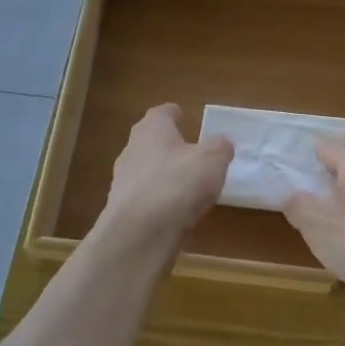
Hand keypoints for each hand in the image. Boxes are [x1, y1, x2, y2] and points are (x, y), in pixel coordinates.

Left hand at [101, 104, 231, 238]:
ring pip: (146, 170)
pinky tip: (175, 212)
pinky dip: (159, 201)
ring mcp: (123, 180)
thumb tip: (222, 143)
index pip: (161, 113)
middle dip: (168, 145)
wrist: (140, 232)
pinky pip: (145, 198)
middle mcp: (132, 149)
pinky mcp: (122, 209)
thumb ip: (220, 148)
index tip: (182, 116)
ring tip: (186, 186)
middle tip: (189, 152)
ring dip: (163, 175)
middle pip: (150, 141)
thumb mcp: (213, 160)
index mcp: (152, 129)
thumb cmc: (178, 182)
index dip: (173, 114)